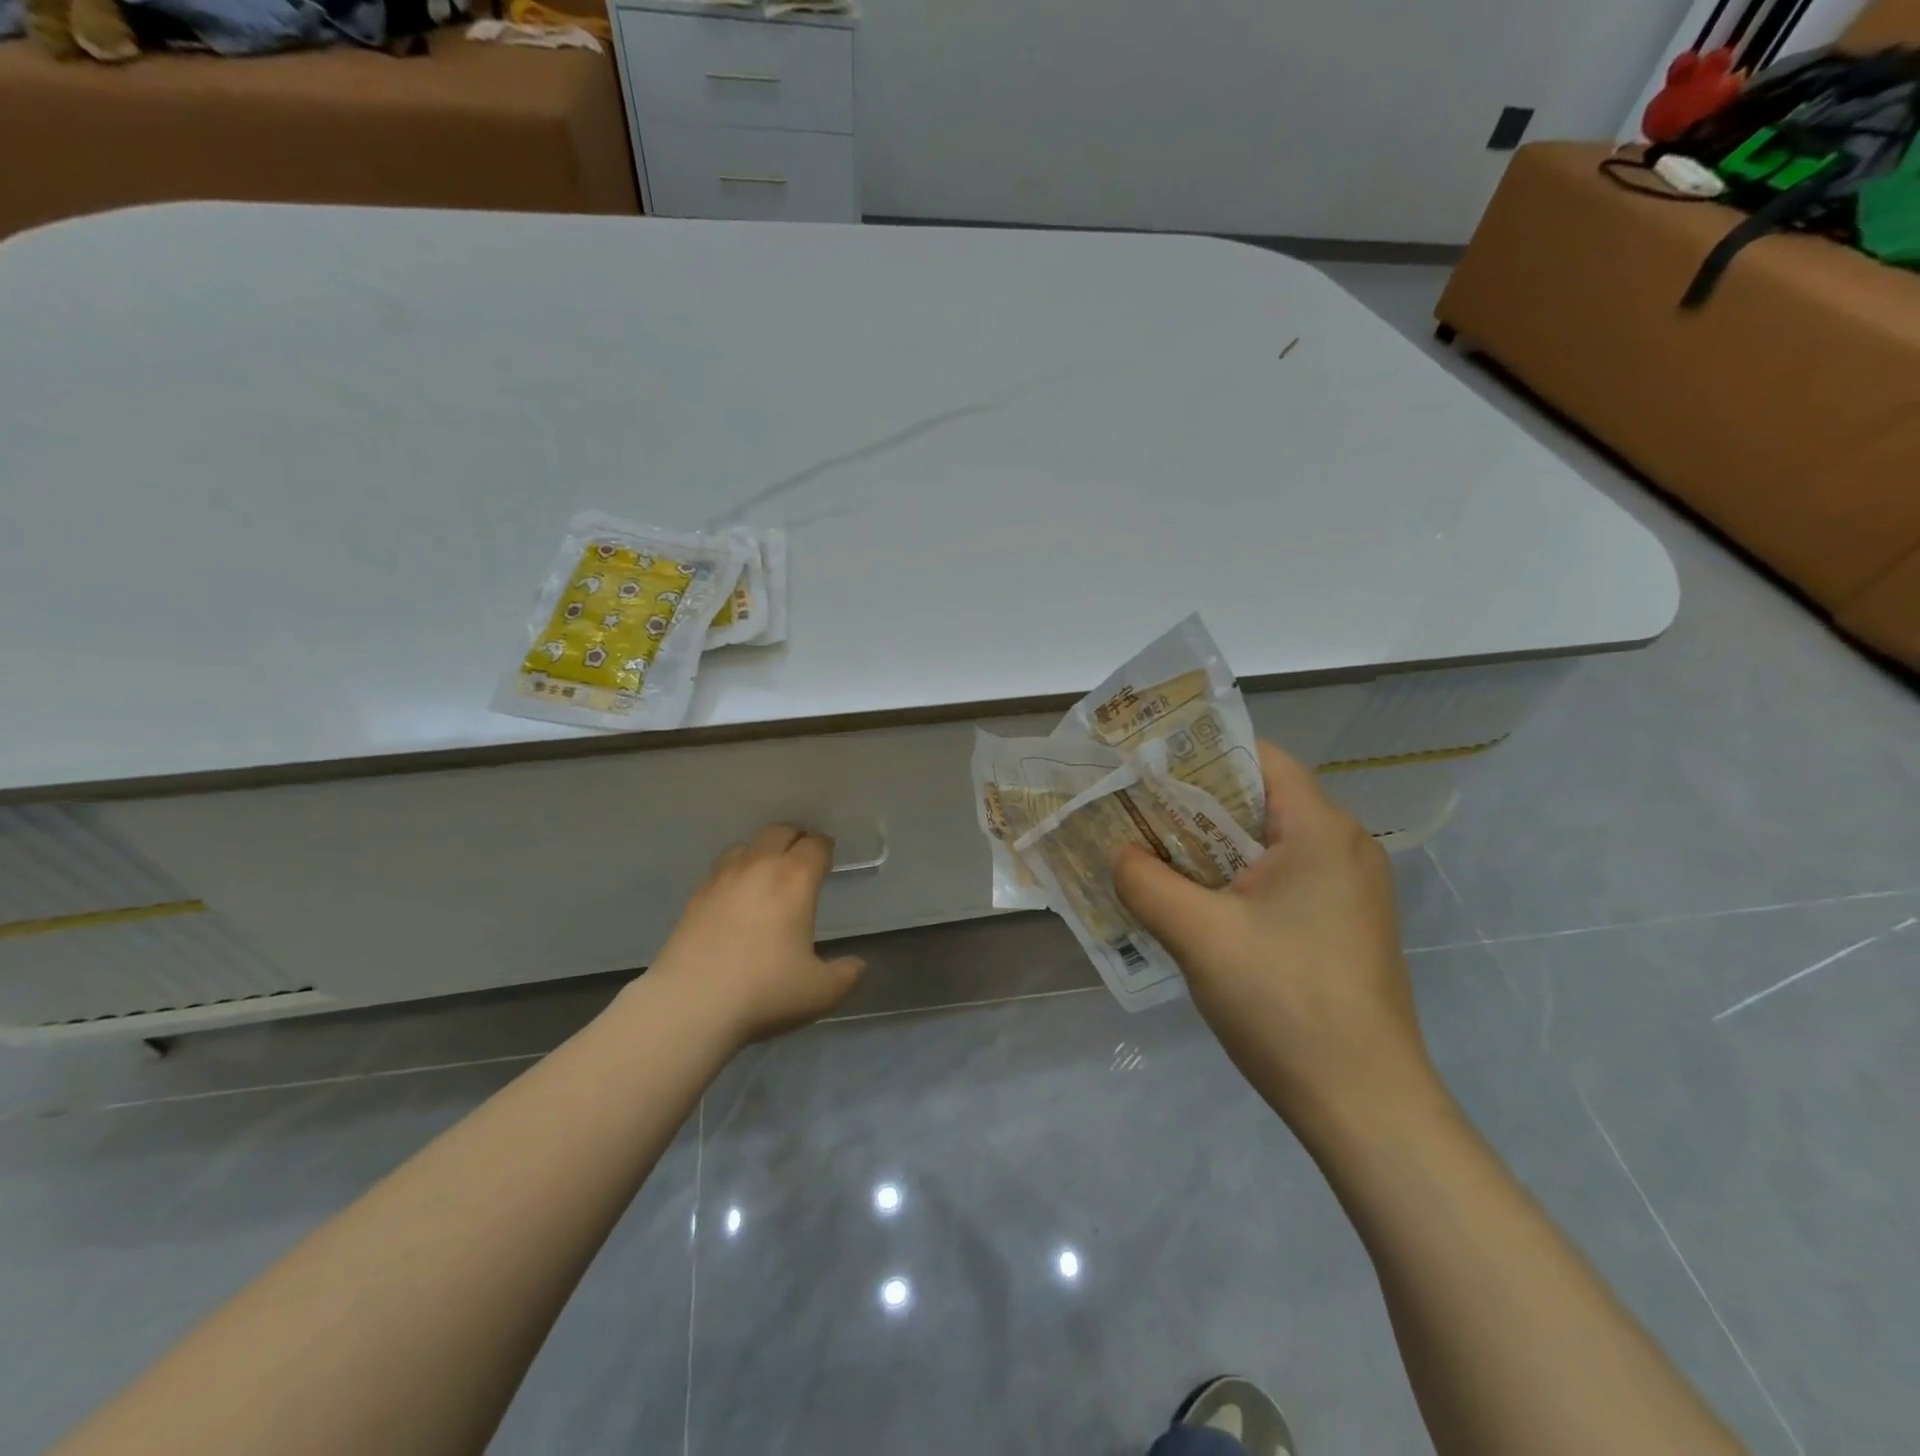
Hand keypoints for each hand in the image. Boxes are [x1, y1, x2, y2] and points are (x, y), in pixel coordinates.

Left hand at [646, 825, 865, 1047]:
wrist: (690, 1005)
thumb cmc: (764, 991)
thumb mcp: (821, 991)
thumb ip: (846, 975)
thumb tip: (857, 965)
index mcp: (795, 880)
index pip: (815, 845)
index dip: (825, 848)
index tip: (828, 859)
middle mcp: (759, 867)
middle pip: (779, 832)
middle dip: (795, 838)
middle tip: (802, 857)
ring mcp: (722, 879)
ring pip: (746, 845)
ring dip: (762, 850)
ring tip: (768, 871)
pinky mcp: (695, 897)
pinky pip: (721, 868)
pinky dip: (735, 871)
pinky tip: (736, 896)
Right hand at [1113, 741, 1440, 1140]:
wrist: (1366, 1107)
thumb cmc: (1284, 1003)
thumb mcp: (1199, 935)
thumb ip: (1146, 881)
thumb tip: (1118, 853)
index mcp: (1321, 830)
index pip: (1256, 757)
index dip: (1197, 755)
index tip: (1142, 768)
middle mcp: (1344, 847)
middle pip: (1258, 800)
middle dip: (1192, 805)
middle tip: (1132, 813)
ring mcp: (1348, 890)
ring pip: (1265, 844)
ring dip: (1209, 847)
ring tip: (1150, 856)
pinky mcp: (1341, 926)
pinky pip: (1279, 880)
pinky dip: (1234, 881)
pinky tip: (1193, 905)